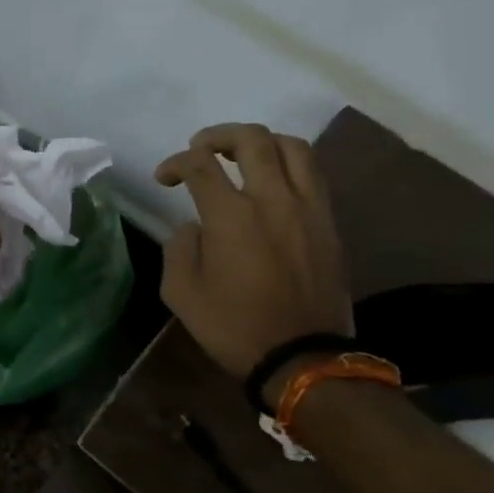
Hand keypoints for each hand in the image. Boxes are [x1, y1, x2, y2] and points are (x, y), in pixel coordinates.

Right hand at [155, 123, 352, 384]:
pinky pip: (313, 174)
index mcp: (231, 216)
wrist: (302, 357)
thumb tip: (194, 227)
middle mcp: (273, 199)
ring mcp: (307, 208)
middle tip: (201, 148)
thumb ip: (180, 249)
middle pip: (251, 140)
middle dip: (219, 135)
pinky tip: (274, 181)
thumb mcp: (182, 294)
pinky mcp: (328, 222)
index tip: (164, 178)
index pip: (200, 165)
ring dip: (262, 141)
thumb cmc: (234, 327)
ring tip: (243, 155)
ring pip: (292, 147)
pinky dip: (289, 164)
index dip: (175, 163)